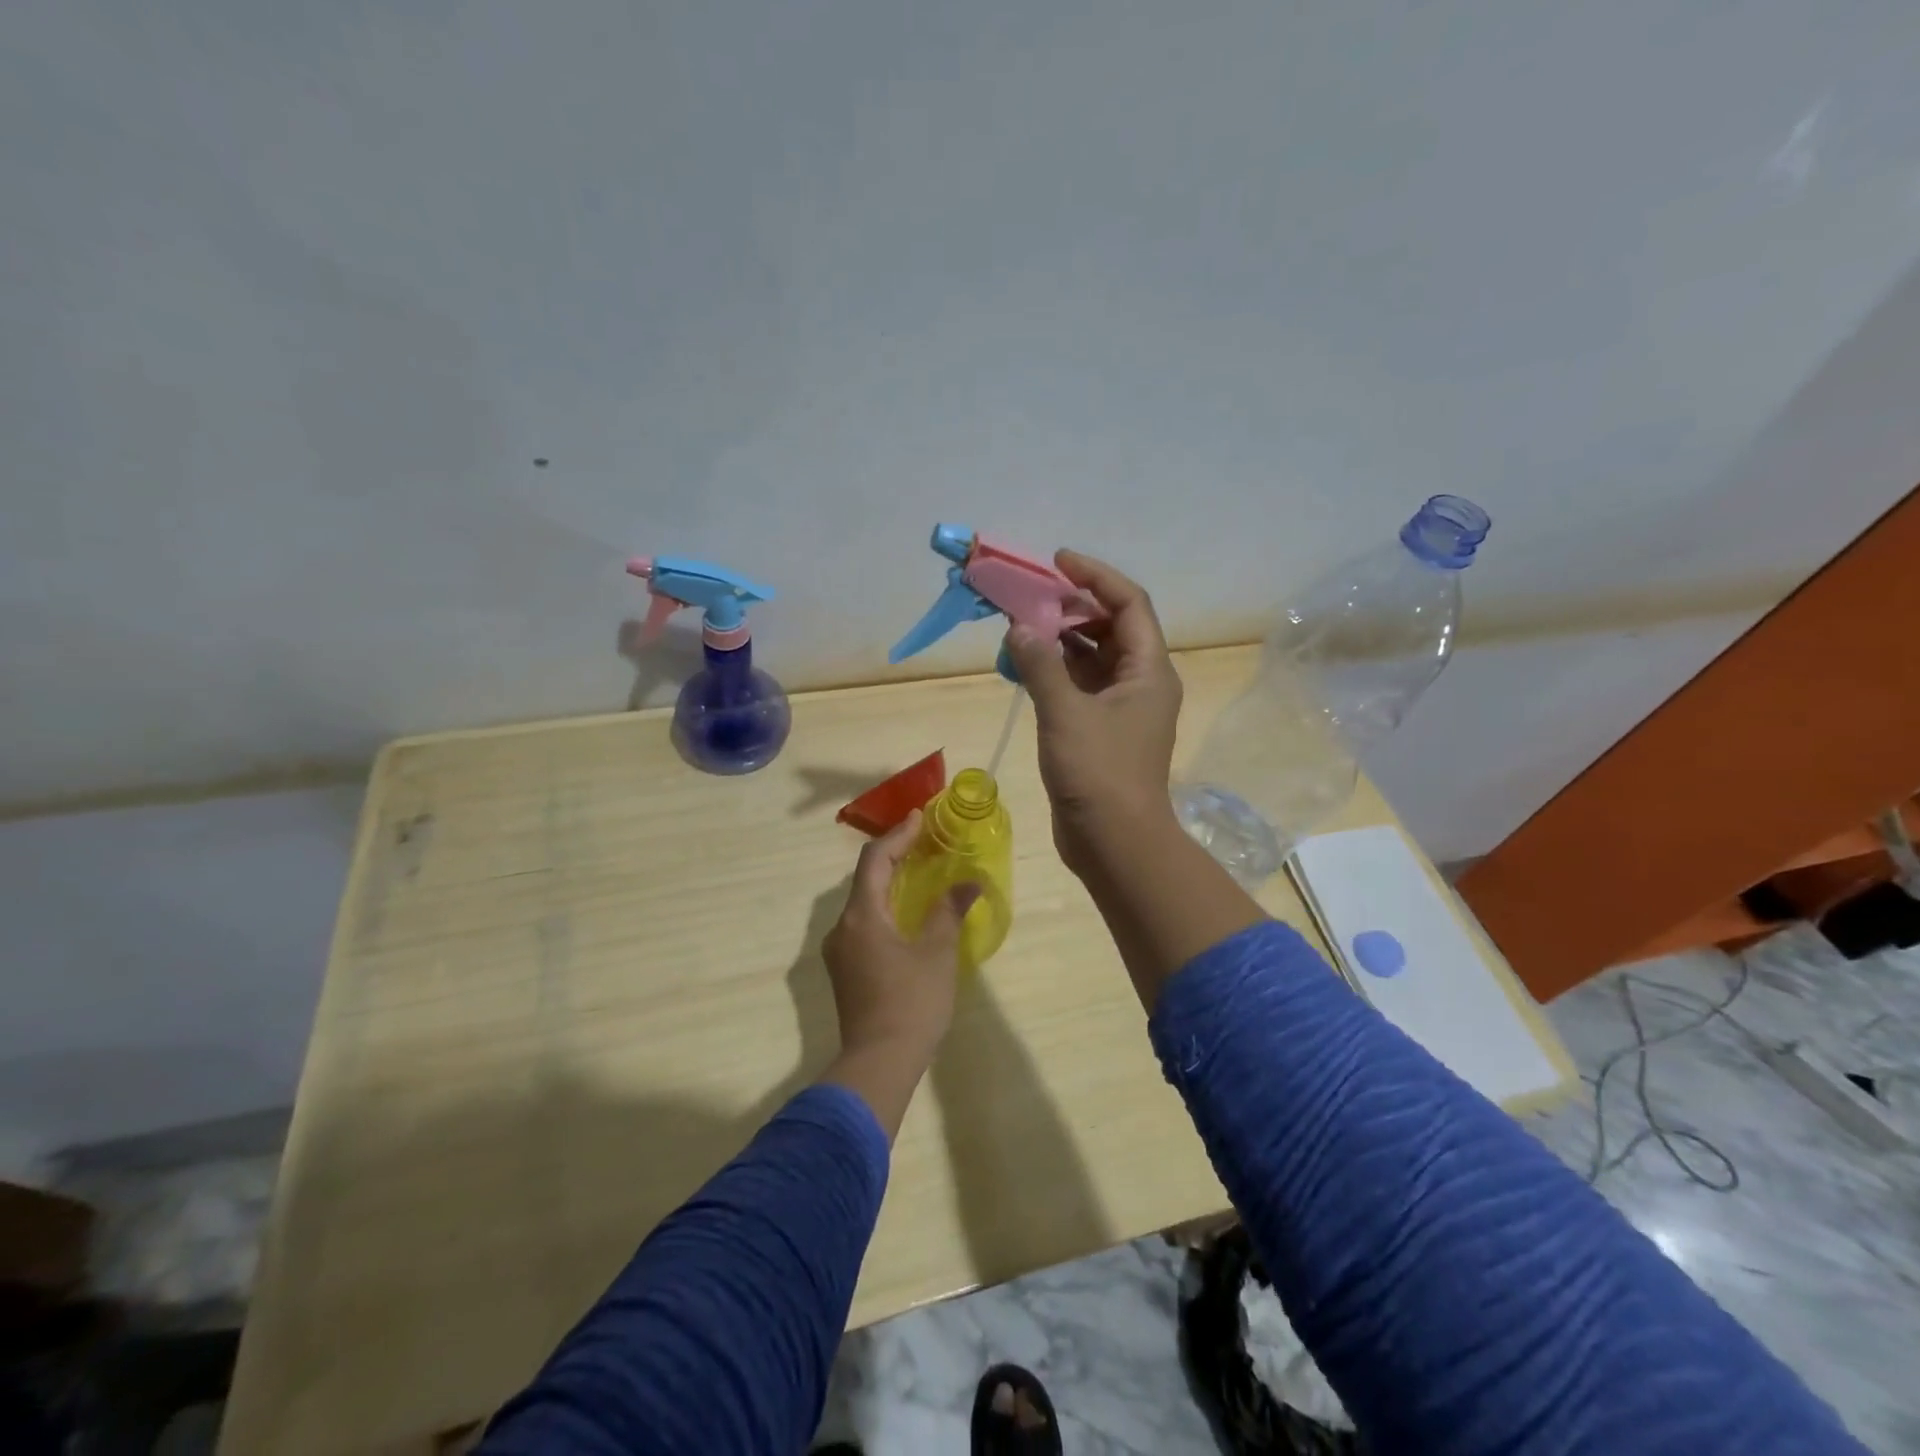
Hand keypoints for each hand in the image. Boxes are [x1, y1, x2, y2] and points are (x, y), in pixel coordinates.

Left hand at [822, 812, 978, 1064]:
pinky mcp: (845, 971)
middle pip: (865, 878)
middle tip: (924, 842)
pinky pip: (863, 925)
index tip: (920, 818)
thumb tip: (969, 883)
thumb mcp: (937, 953)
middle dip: (894, 856)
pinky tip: (906, 915)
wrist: (878, 1064)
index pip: (875, 860)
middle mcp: (842, 928)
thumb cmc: (911, 1003)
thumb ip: (949, 911)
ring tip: (919, 873)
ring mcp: (839, 952)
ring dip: (889, 883)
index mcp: (862, 916)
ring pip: (863, 903)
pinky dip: (884, 908)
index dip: (898, 835)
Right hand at [1002, 550, 1183, 879]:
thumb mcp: (1066, 713)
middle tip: (1030, 596)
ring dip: (1059, 639)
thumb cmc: (1099, 774)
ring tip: (1020, 625)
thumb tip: (1020, 627)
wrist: (1115, 843)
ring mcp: (1122, 708)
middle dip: (1071, 606)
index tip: (1057, 563)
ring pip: (1092, 656)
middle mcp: (1141, 682)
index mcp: (1148, 670)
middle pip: (1110, 626)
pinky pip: (1080, 685)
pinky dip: (1055, 670)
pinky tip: (1023, 664)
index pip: (1128, 603)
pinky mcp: (1102, 729)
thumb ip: (1041, 665)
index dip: (1095, 576)